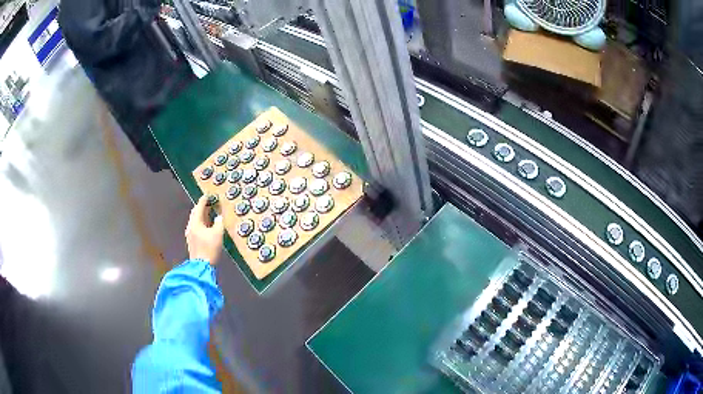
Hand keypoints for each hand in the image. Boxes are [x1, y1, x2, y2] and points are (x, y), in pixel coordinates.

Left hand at [185, 196, 224, 264]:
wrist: (201, 265)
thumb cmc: (209, 248)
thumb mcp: (218, 234)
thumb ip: (218, 223)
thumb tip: (218, 218)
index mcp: (195, 223)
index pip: (198, 208)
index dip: (203, 201)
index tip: (207, 195)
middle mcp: (190, 227)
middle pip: (195, 214)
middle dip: (201, 208)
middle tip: (208, 203)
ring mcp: (190, 235)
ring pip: (195, 221)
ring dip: (202, 216)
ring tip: (209, 214)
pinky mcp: (192, 242)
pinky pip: (196, 228)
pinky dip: (201, 224)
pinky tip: (207, 227)